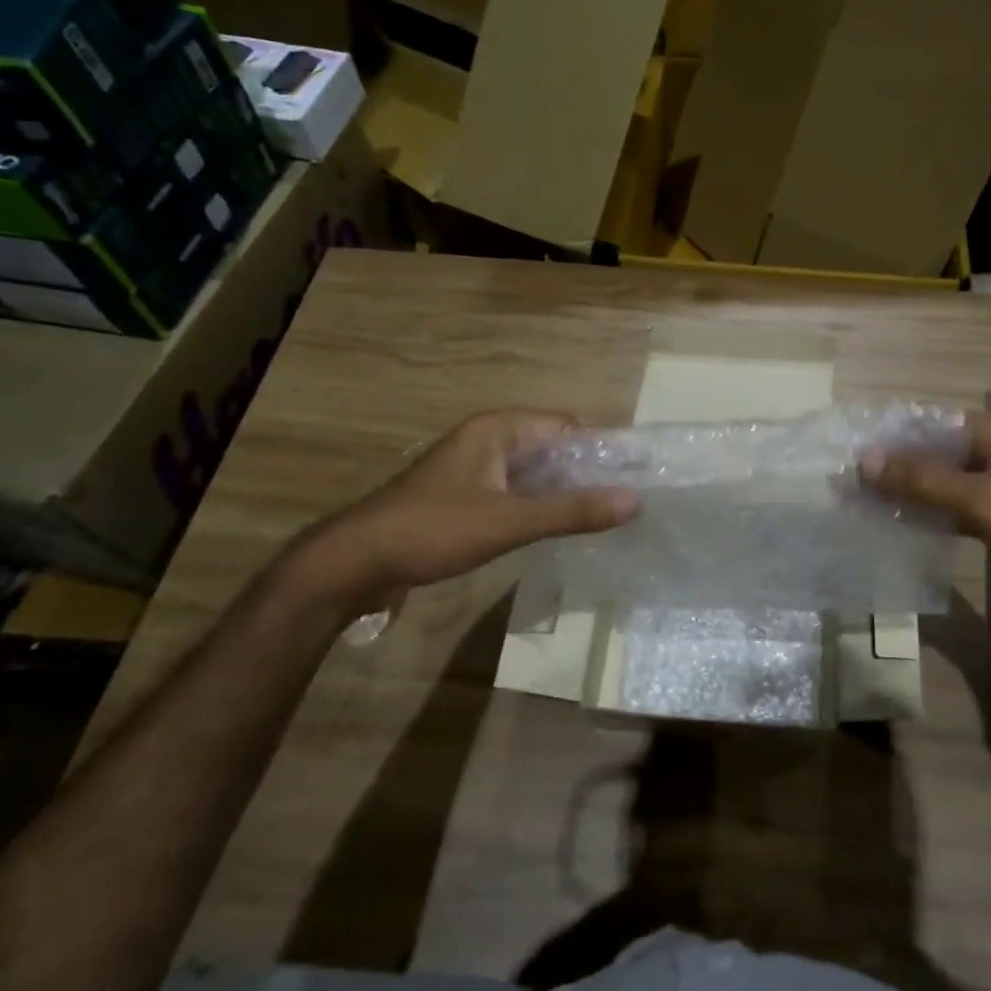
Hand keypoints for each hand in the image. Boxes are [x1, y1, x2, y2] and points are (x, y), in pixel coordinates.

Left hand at [301, 410, 637, 610]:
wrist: (354, 564)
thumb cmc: (433, 530)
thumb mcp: (509, 521)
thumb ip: (572, 511)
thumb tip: (635, 501)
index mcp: (497, 429)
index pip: (566, 426)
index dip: (602, 448)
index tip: (635, 475)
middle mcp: (487, 440)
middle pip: (552, 448)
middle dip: (586, 472)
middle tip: (626, 502)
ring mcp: (474, 470)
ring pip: (534, 474)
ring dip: (563, 492)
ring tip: (604, 518)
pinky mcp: (464, 498)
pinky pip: (515, 493)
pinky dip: (539, 507)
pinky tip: (560, 530)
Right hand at [860, 411, 990, 627]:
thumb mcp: (982, 499)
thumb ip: (923, 480)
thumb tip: (864, 461)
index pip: (927, 422)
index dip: (889, 435)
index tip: (851, 452)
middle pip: (932, 453)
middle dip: (893, 467)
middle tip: (849, 484)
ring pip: (941, 484)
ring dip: (908, 493)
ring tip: (865, 505)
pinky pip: (954, 511)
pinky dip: (929, 516)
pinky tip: (900, 529)